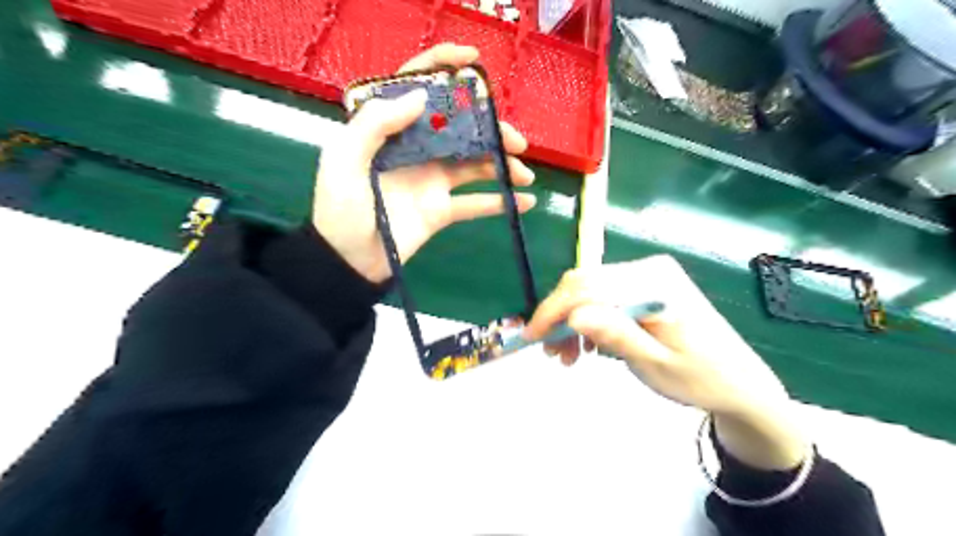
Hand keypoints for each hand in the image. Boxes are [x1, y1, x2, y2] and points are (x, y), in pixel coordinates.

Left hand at [314, 45, 536, 282]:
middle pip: (458, 127)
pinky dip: (500, 202)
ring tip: (523, 174)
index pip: (416, 87)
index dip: (442, 67)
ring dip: (502, 164)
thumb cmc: (341, 209)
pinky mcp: (442, 209)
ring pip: (474, 163)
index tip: (473, 61)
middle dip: (490, 128)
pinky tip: (525, 202)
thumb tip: (423, 95)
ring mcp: (432, 180)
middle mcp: (416, 149)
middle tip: (515, 141)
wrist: (349, 261)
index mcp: (390, 129)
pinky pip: (475, 203)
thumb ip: (375, 123)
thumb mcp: (344, 160)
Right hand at [526, 254, 809, 469]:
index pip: (589, 288)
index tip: (531, 337)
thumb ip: (617, 336)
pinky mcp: (644, 285)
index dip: (554, 311)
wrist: (738, 381)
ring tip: (568, 356)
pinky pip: (603, 295)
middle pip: (585, 283)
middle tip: (551, 354)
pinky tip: (588, 344)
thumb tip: (575, 316)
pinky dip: (588, 318)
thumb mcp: (656, 364)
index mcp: (655, 284)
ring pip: (590, 289)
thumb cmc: (700, 378)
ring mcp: (647, 275)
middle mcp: (649, 269)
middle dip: (559, 316)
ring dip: (571, 320)